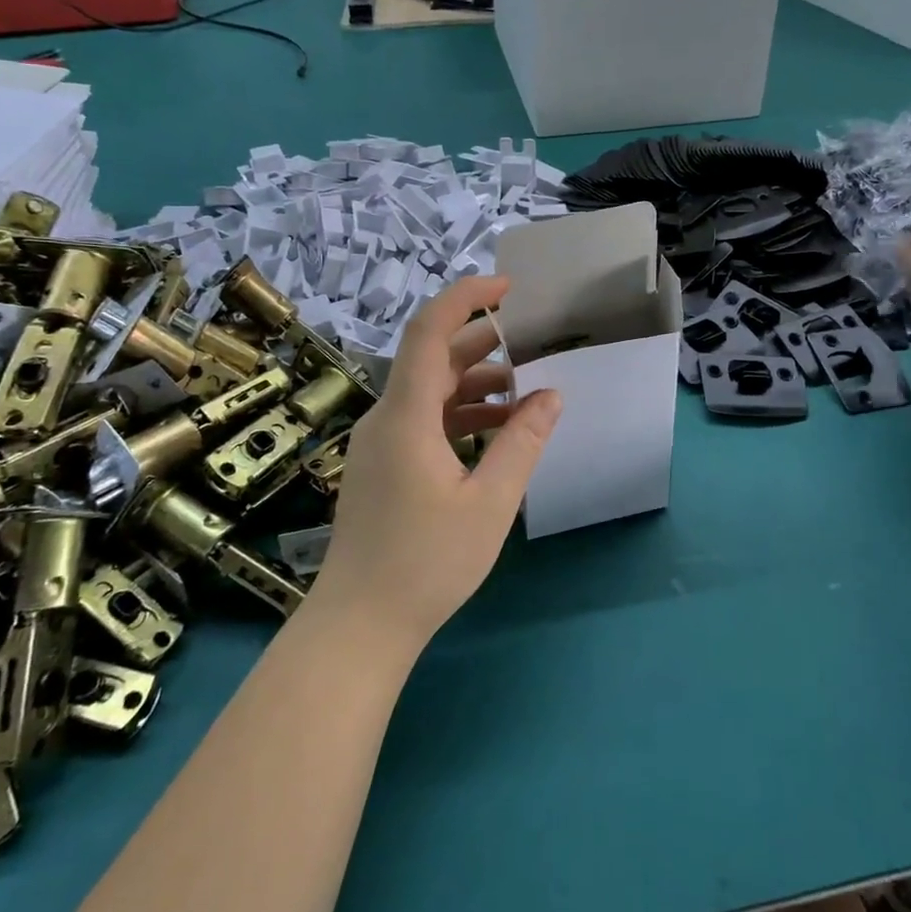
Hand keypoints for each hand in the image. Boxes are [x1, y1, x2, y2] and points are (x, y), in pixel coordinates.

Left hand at [310, 276, 560, 650]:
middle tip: (530, 340)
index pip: (429, 331)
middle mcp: (385, 417)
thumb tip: (550, 394)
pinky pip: (421, 420)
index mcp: (406, 416)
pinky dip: (458, 415)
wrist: (360, 625)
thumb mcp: (490, 503)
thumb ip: (522, 442)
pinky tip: (494, 432)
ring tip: (523, 393)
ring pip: (428, 391)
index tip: (507, 286)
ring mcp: (379, 442)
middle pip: (431, 358)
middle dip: (481, 342)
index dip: (465, 297)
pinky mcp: (381, 465)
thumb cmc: (427, 564)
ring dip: (474, 384)